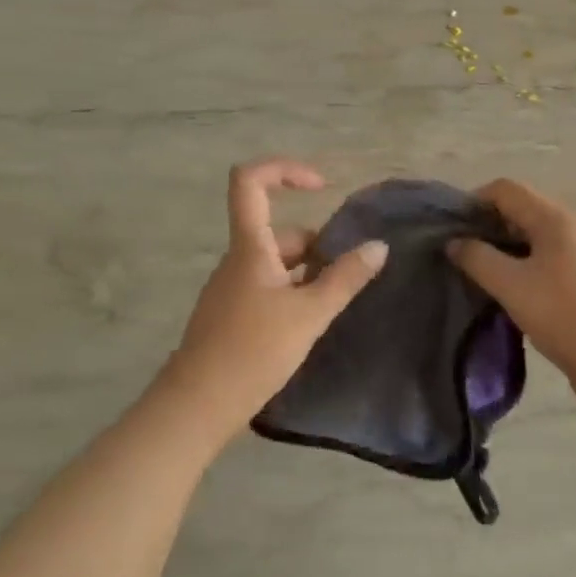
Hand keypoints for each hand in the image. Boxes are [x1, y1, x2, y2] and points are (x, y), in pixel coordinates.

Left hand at [154, 159, 387, 445]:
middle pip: (277, 231)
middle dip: (316, 245)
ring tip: (333, 305)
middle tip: (345, 276)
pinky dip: (292, 293)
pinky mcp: (230, 314)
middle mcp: (237, 259)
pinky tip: (308, 324)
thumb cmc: (252, 351)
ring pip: (275, 262)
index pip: (250, 181)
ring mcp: (231, 288)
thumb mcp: (309, 314)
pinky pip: (266, 287)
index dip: (284, 170)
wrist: (196, 406)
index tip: (321, 186)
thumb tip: (378, 246)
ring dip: (307, 273)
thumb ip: (345, 279)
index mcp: (250, 247)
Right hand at [448, 179, 575, 419]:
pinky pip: (551, 264)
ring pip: (536, 241)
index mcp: (555, 219)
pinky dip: (527, 271)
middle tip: (463, 258)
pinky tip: (515, 299)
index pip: (505, 190)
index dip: (474, 202)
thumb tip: (455, 242)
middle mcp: (574, 228)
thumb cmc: (566, 316)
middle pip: (522, 212)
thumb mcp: (511, 286)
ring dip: (507, 253)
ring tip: (484, 280)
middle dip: (489, 229)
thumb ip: (478, 259)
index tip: (452, 232)